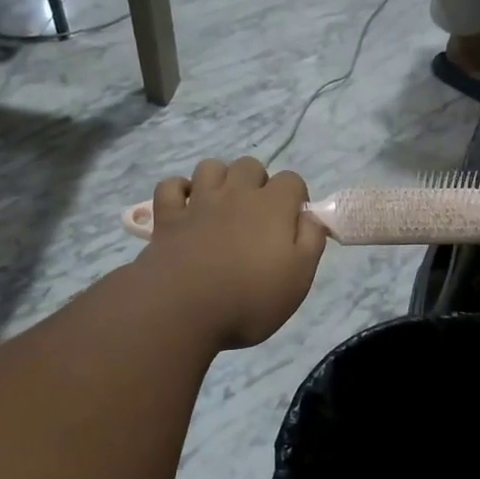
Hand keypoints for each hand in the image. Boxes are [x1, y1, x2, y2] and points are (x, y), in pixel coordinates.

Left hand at [137, 158, 326, 348]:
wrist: (186, 312)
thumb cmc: (251, 300)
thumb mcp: (299, 278)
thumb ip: (311, 241)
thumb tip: (310, 216)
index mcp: (272, 207)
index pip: (291, 180)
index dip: (295, 197)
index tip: (292, 223)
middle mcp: (236, 194)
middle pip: (250, 166)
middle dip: (257, 183)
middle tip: (257, 216)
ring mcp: (198, 202)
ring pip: (210, 168)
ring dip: (220, 180)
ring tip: (223, 207)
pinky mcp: (168, 216)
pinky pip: (170, 186)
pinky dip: (179, 191)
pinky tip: (186, 209)